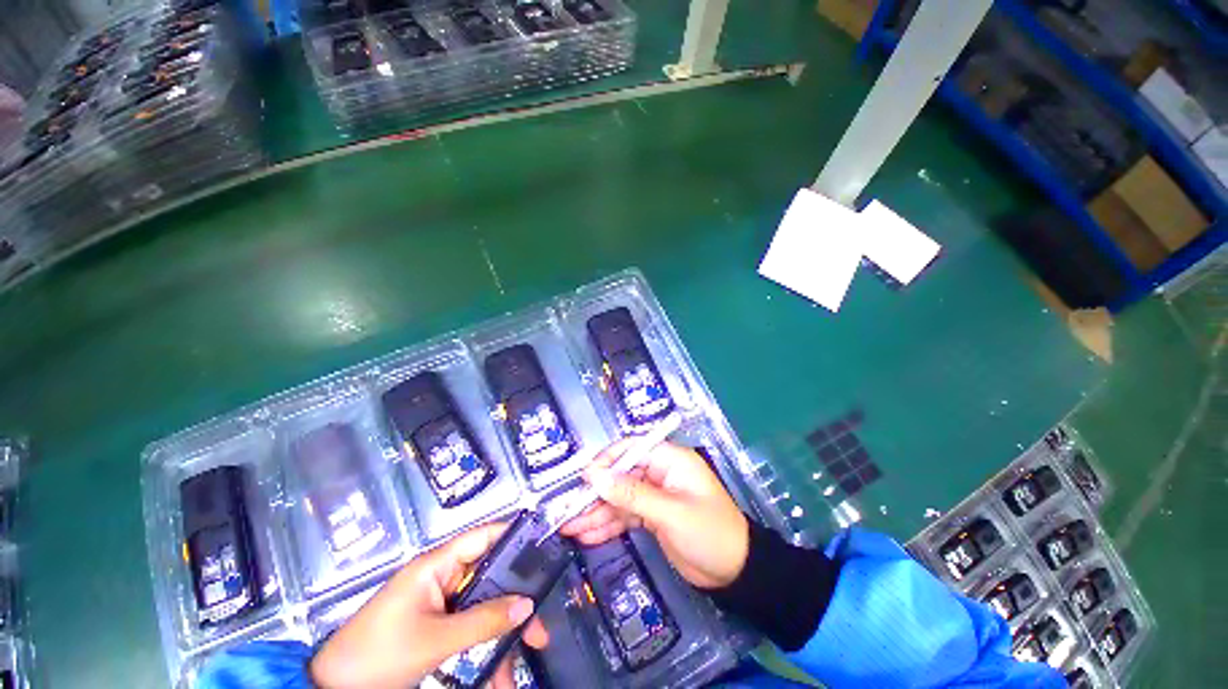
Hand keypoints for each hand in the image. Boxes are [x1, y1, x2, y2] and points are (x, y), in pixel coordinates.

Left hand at [310, 522, 548, 688]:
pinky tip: (498, 671)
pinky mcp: (437, 626)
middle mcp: (442, 577)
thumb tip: (527, 605)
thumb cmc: (380, 655)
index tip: (543, 544)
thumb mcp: (435, 641)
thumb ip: (484, 621)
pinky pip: (470, 629)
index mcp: (437, 565)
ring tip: (522, 658)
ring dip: (502, 634)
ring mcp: (440, 604)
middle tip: (539, 625)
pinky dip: (486, 648)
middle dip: (515, 600)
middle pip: (490, 577)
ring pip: (483, 608)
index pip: (483, 536)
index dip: (513, 534)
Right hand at [560, 440, 749, 588]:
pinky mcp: (652, 517)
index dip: (607, 460)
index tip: (584, 477)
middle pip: (621, 476)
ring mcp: (655, 496)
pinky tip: (587, 536)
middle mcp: (660, 473)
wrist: (736, 574)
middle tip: (569, 508)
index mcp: (670, 460)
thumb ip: (631, 494)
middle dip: (596, 494)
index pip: (633, 449)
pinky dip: (608, 526)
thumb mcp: (670, 513)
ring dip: (596, 513)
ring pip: (620, 499)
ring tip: (569, 528)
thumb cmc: (709, 533)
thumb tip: (595, 476)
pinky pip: (625, 516)